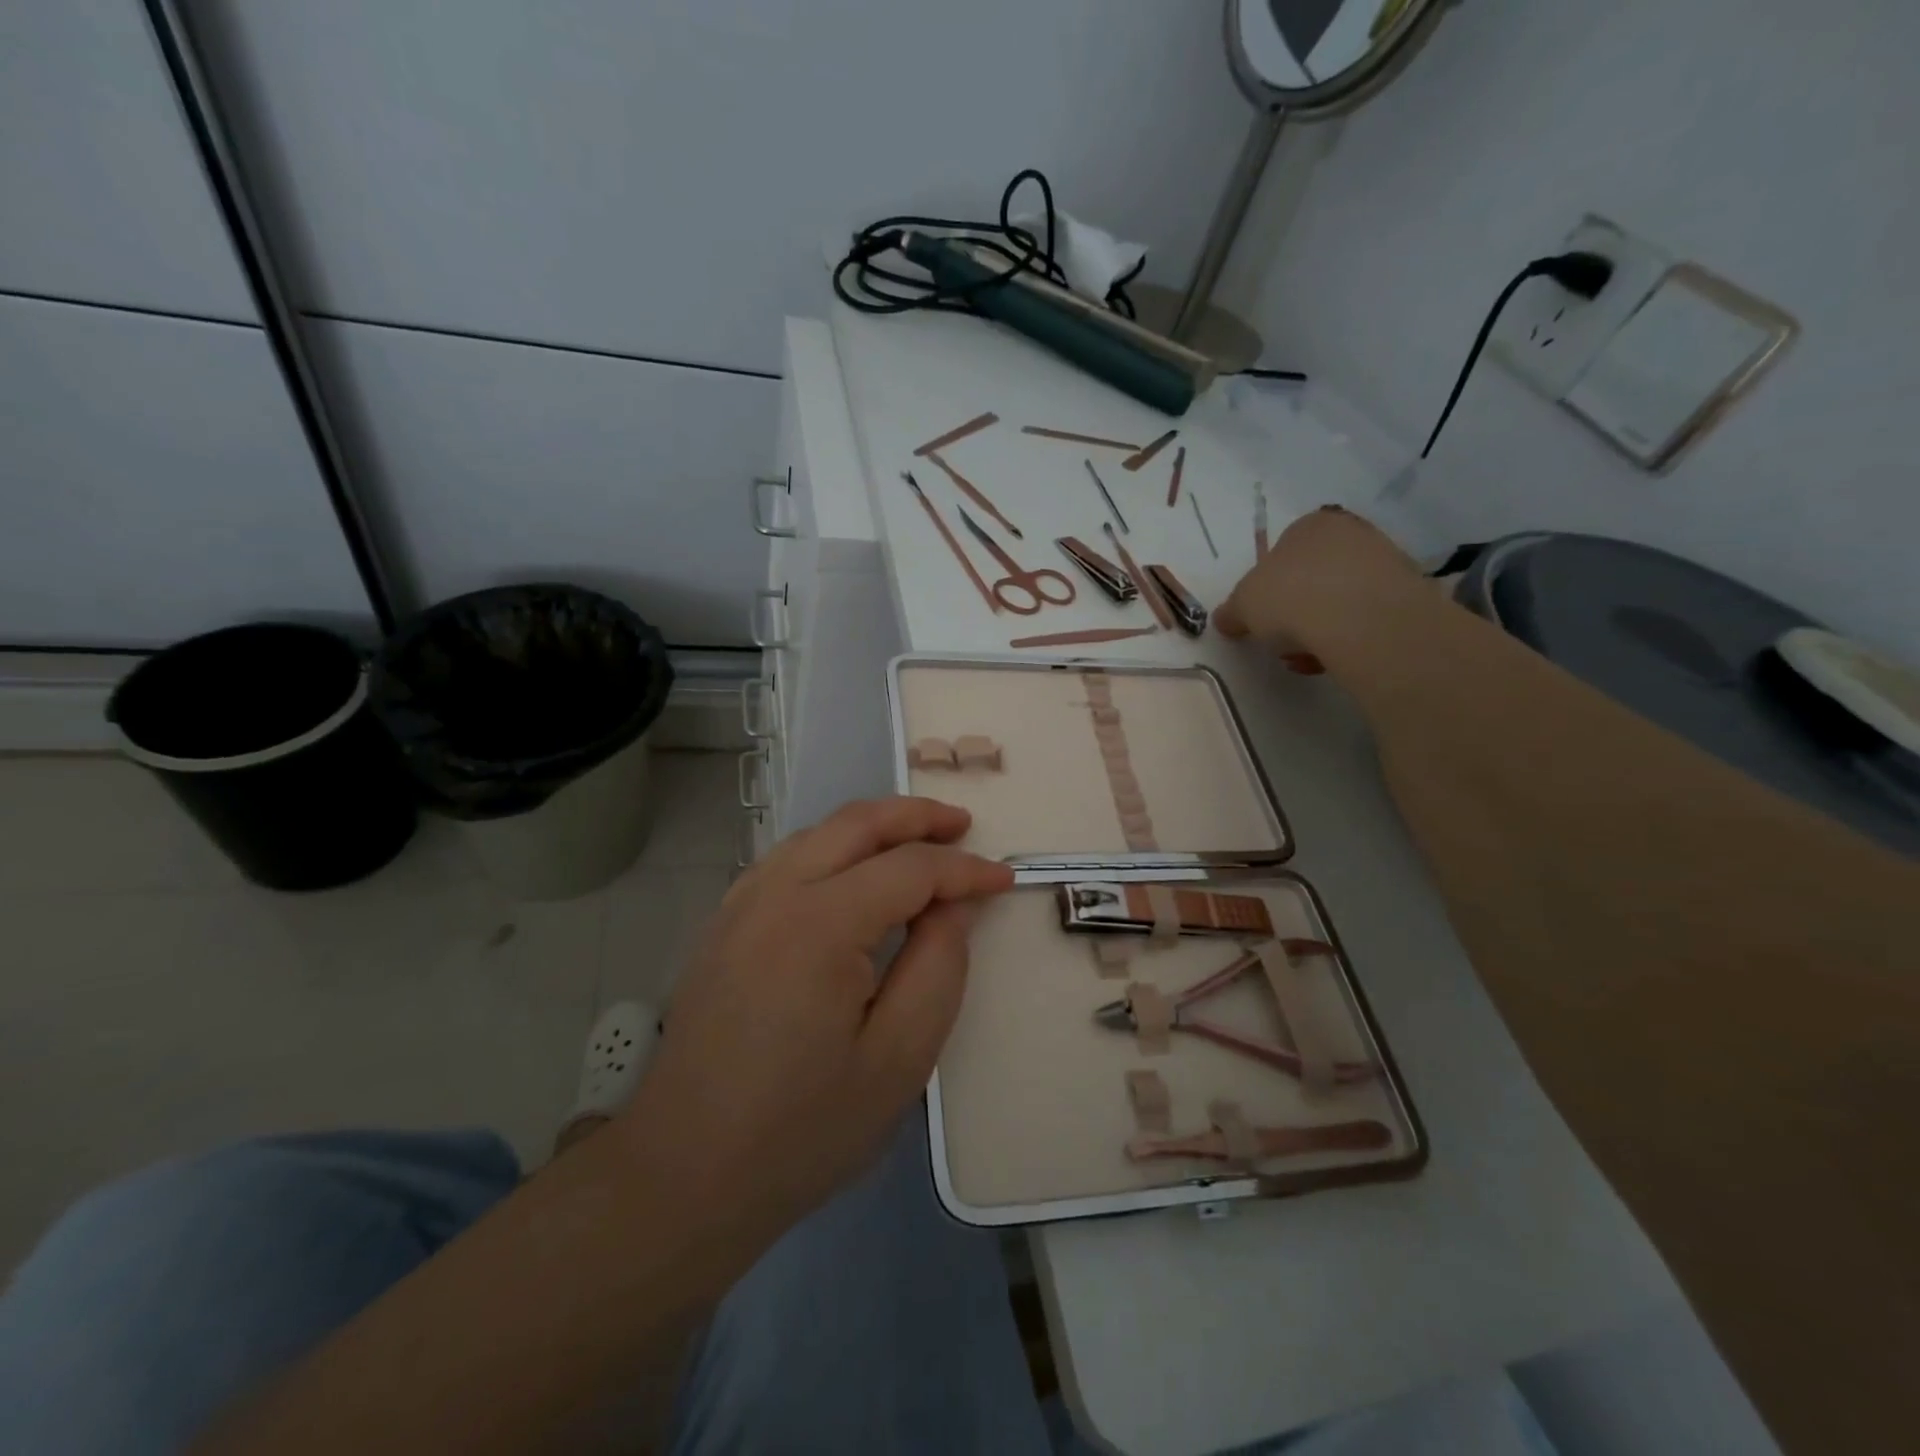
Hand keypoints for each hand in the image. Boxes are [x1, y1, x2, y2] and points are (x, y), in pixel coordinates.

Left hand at [613, 797, 1012, 1249]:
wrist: (685, 1173)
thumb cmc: (803, 1128)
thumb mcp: (899, 1059)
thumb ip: (938, 968)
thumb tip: (954, 907)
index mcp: (820, 923)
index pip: (909, 868)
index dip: (963, 869)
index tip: (1005, 878)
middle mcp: (774, 893)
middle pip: (857, 824)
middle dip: (917, 817)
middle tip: (964, 826)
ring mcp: (740, 903)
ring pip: (819, 833)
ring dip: (875, 826)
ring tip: (920, 840)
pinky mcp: (724, 923)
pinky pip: (789, 858)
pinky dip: (834, 846)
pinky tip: (854, 871)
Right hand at [1217, 506, 1424, 671]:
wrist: (1359, 617)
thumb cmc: (1290, 596)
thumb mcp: (1243, 606)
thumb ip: (1233, 611)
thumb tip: (1226, 619)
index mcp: (1310, 525)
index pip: (1285, 550)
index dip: (1270, 586)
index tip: (1263, 615)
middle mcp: (1351, 533)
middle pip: (1316, 575)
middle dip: (1298, 609)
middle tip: (1283, 638)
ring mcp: (1386, 561)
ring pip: (1342, 599)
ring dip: (1322, 627)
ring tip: (1306, 657)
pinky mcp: (1409, 594)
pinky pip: (1367, 618)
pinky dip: (1349, 638)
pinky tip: (1334, 660)